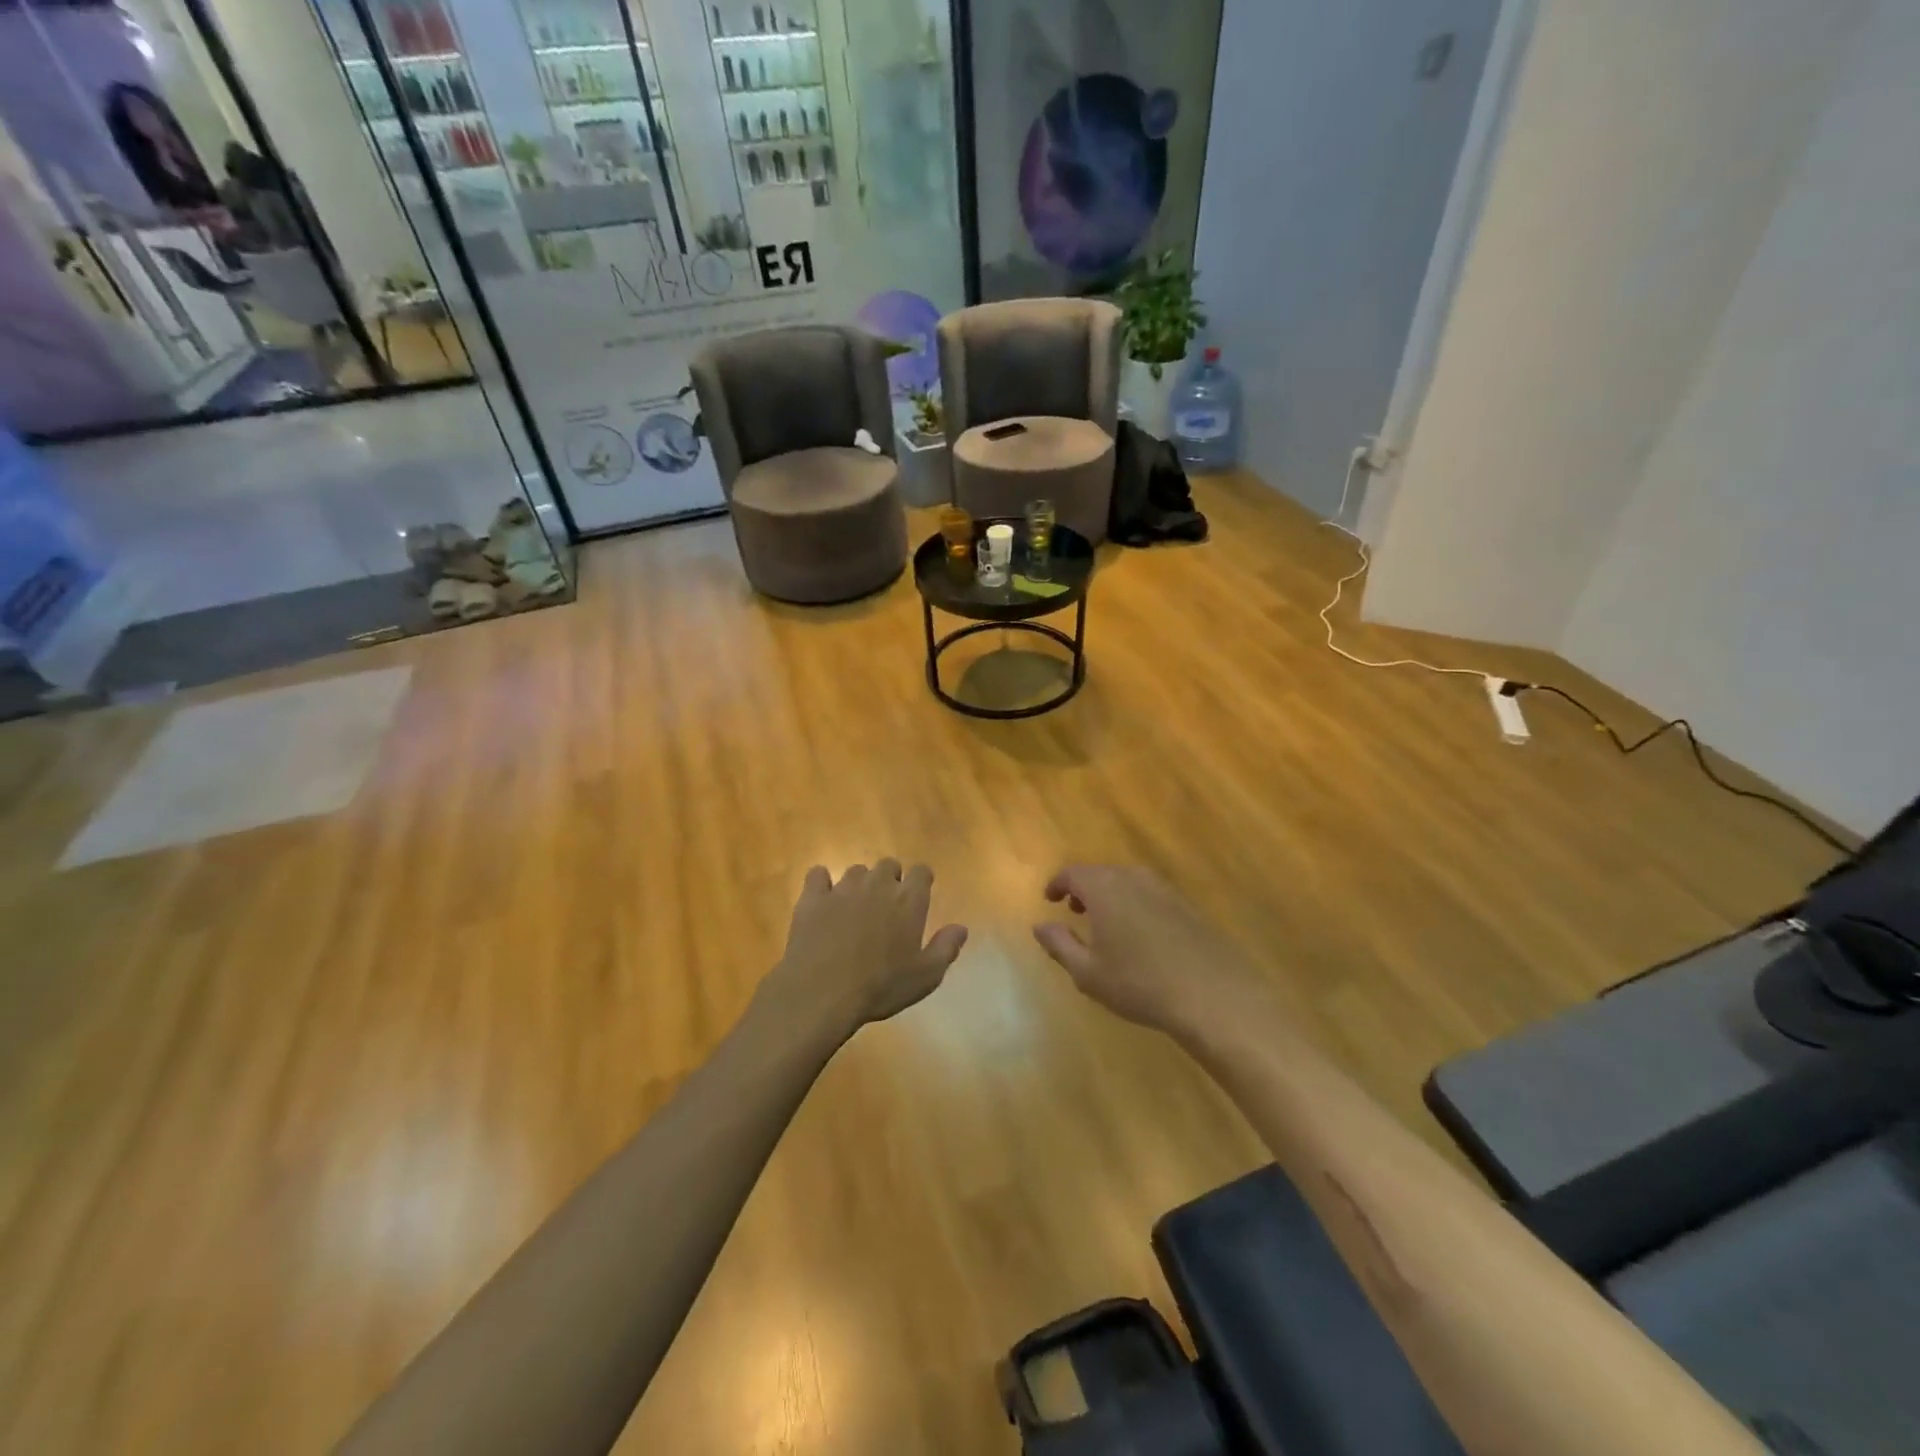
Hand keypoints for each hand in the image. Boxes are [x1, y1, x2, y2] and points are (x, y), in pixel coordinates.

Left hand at [766, 861, 968, 1037]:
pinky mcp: (813, 897)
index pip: (921, 872)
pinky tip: (822, 900)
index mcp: (908, 900)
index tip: (919, 894)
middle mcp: (878, 885)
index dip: (921, 880)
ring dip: (860, 883)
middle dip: (890, 879)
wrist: (822, 992)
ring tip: (856, 907)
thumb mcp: (925, 977)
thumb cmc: (881, 987)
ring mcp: (842, 888)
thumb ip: (946, 948)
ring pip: (856, 871)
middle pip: (888, 865)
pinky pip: (818, 875)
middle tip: (886, 906)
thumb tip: (961, 928)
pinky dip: (822, 884)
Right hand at [1033, 865, 1255, 1032]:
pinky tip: (1139, 934)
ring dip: (1110, 895)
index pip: (1073, 873)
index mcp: (1104, 888)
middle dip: (1084, 888)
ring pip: (1127, 881)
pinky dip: (1134, 903)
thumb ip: (1059, 944)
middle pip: (1101, 873)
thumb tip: (1039, 925)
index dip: (1057, 884)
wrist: (1212, 994)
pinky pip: (1149, 894)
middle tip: (1074, 910)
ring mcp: (1164, 889)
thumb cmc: (1139, 983)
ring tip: (1105, 922)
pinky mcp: (1187, 905)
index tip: (1050, 899)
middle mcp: (1133, 878)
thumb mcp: (1087, 972)